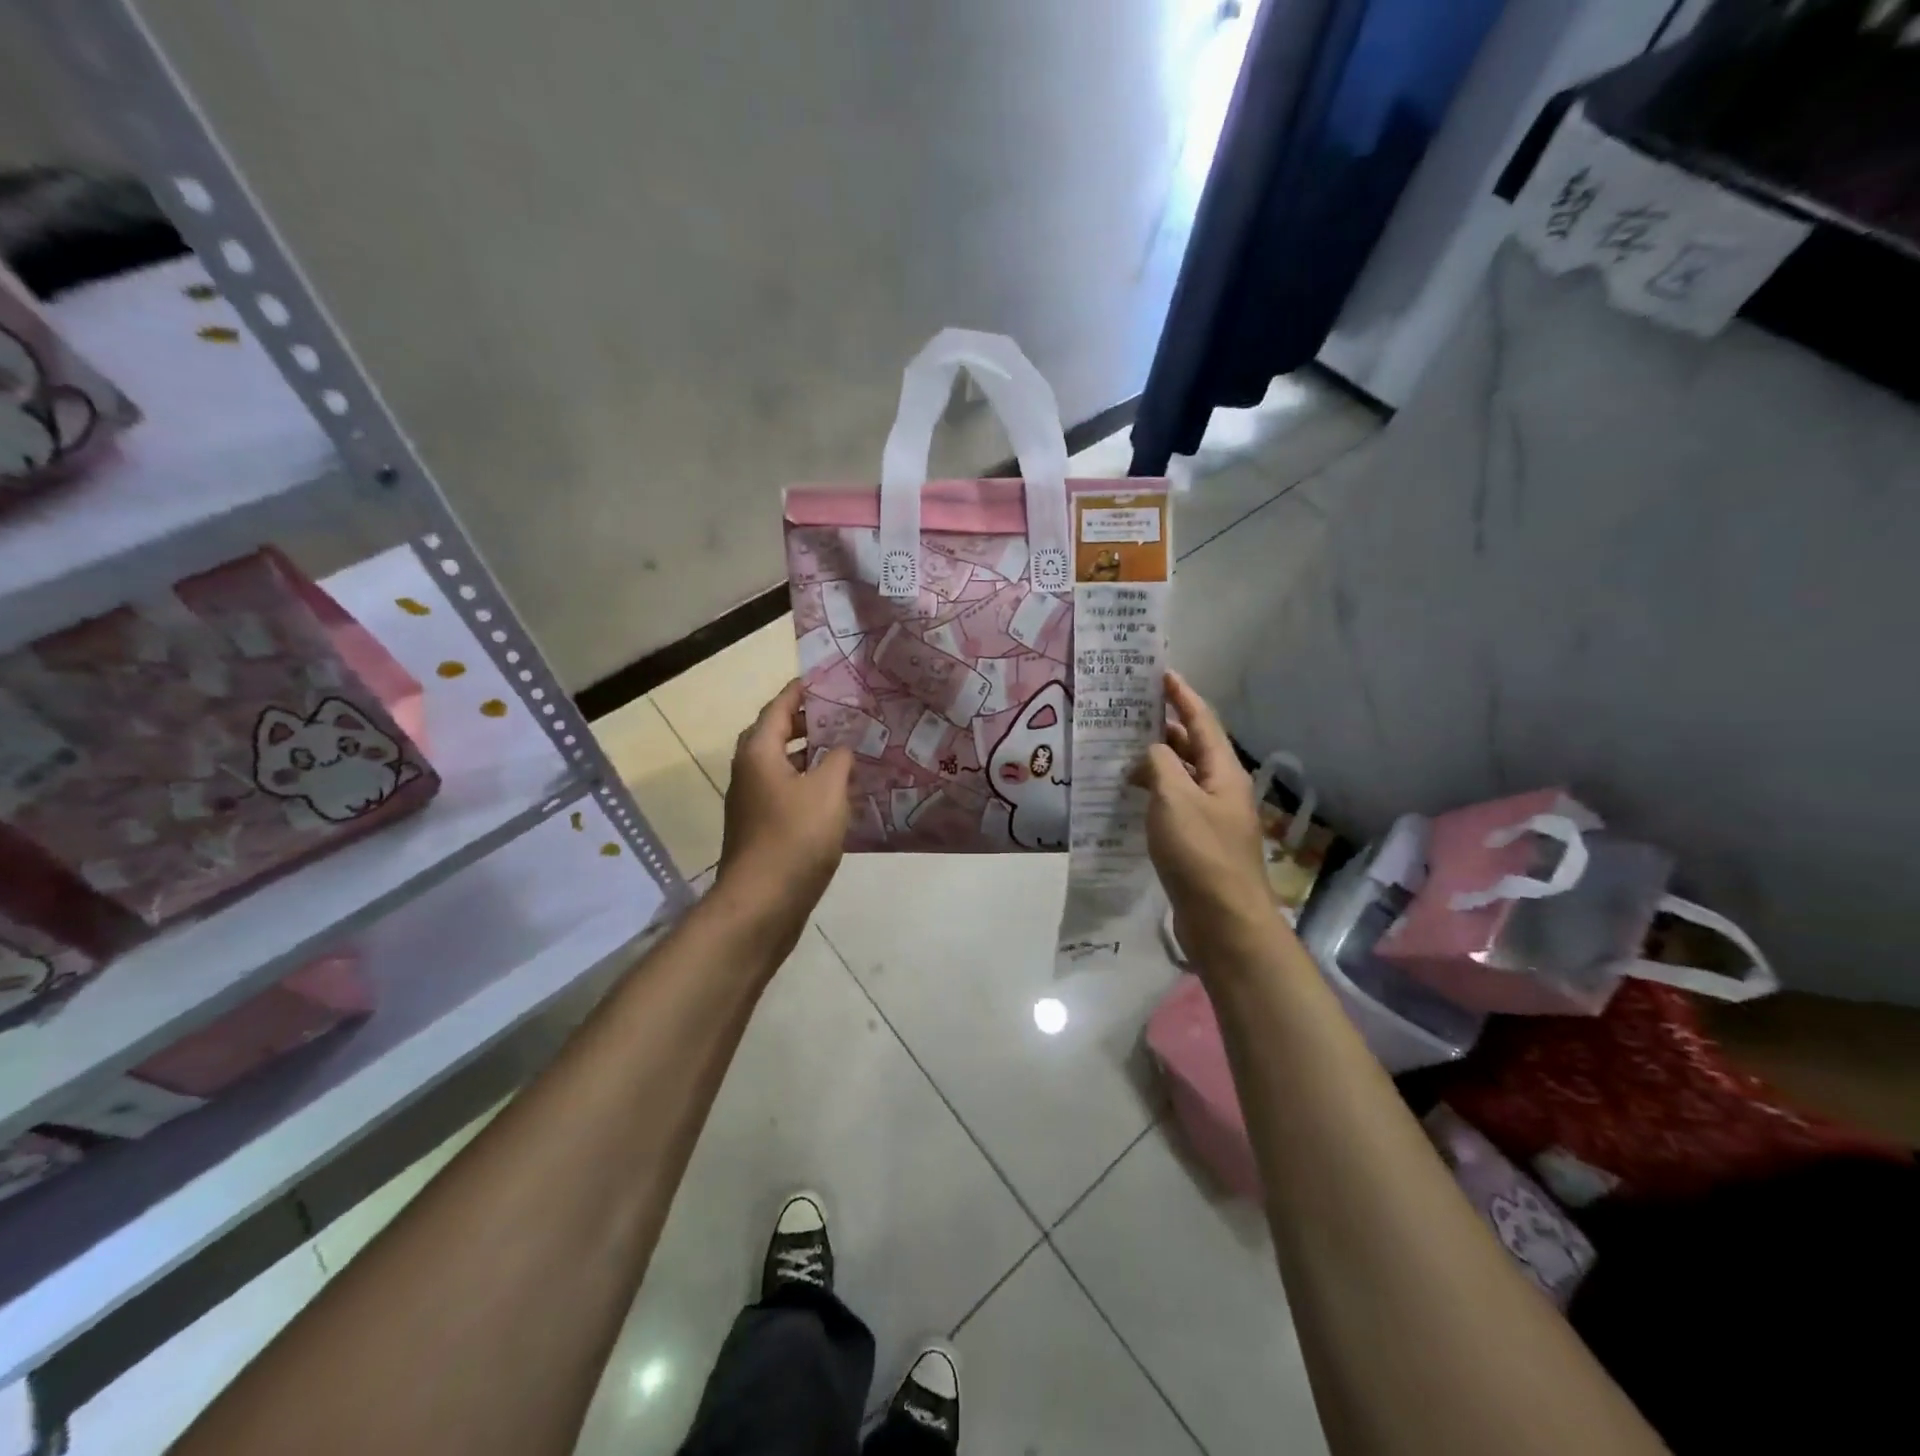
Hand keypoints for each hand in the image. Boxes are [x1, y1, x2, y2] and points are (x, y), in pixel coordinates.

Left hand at [713, 680, 851, 953]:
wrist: (762, 903)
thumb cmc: (794, 838)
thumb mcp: (827, 790)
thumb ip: (838, 759)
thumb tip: (842, 746)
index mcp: (759, 752)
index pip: (780, 706)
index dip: (804, 690)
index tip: (832, 679)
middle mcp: (749, 770)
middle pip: (778, 733)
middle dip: (810, 721)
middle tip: (847, 713)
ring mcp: (754, 801)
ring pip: (784, 764)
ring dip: (812, 754)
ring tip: (850, 748)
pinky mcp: (763, 826)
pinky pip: (788, 790)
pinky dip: (810, 782)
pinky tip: (840, 792)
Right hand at [1132, 672, 1277, 966]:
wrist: (1224, 920)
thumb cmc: (1200, 853)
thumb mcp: (1175, 799)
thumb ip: (1159, 766)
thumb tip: (1150, 753)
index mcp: (1223, 772)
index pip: (1202, 721)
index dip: (1182, 696)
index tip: (1161, 673)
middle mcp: (1221, 789)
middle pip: (1192, 747)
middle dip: (1163, 727)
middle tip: (1127, 712)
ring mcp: (1211, 818)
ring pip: (1181, 777)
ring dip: (1154, 762)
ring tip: (1119, 751)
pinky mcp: (1197, 843)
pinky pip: (1173, 805)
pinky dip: (1152, 793)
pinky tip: (1128, 797)